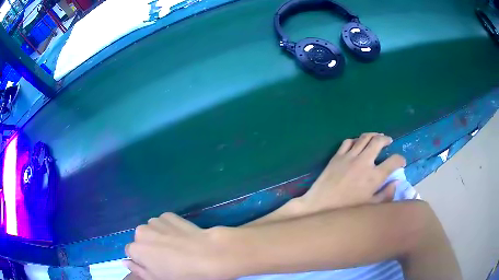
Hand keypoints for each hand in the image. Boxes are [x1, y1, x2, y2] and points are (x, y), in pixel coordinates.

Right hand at [124, 213, 232, 279]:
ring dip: (158, 235)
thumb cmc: (182, 273)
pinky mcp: (169, 215)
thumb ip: (138, 270)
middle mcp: (141, 231)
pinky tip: (181, 236)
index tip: (154, 264)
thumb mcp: (157, 279)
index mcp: (136, 249)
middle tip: (166, 256)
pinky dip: (168, 227)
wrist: (208, 255)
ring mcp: (156, 221)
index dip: (142, 259)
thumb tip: (125, 262)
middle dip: (149, 246)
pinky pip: (164, 222)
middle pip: (140, 239)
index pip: (131, 252)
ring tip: (175, 246)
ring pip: (151, 229)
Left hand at [297, 133, 405, 212]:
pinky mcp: (337, 156)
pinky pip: (348, 141)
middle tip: (389, 141)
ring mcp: (349, 156)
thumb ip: (386, 195)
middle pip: (378, 141)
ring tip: (377, 137)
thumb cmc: (346, 210)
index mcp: (374, 176)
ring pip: (364, 137)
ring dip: (373, 135)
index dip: (400, 159)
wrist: (320, 206)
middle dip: (386, 139)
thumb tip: (396, 182)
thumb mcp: (370, 207)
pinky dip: (356, 140)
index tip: (401, 161)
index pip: (393, 161)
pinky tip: (358, 143)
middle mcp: (364, 162)